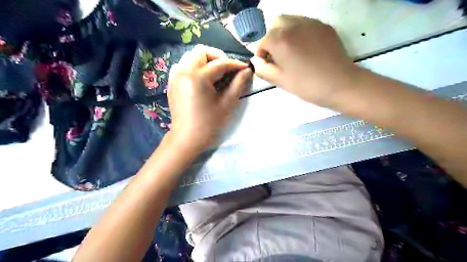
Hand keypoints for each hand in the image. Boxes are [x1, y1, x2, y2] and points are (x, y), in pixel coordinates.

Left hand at [167, 44, 251, 152]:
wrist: (187, 139)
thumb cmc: (208, 124)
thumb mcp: (227, 104)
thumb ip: (238, 84)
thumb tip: (248, 70)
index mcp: (197, 77)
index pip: (220, 63)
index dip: (235, 64)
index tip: (245, 68)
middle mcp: (183, 71)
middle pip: (202, 52)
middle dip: (218, 57)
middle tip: (228, 70)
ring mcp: (175, 76)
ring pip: (191, 57)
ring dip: (206, 61)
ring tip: (216, 74)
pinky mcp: (172, 82)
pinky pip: (184, 65)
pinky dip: (195, 67)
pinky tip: (203, 80)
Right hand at [250, 15, 358, 105]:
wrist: (340, 84)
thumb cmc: (307, 85)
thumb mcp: (280, 81)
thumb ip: (263, 70)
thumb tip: (257, 61)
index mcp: (280, 40)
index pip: (262, 41)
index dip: (261, 54)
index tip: (266, 65)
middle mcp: (294, 25)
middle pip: (276, 25)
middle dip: (272, 38)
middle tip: (278, 55)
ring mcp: (311, 23)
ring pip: (291, 21)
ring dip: (285, 33)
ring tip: (291, 51)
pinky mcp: (324, 26)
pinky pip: (305, 24)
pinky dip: (299, 33)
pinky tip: (305, 49)